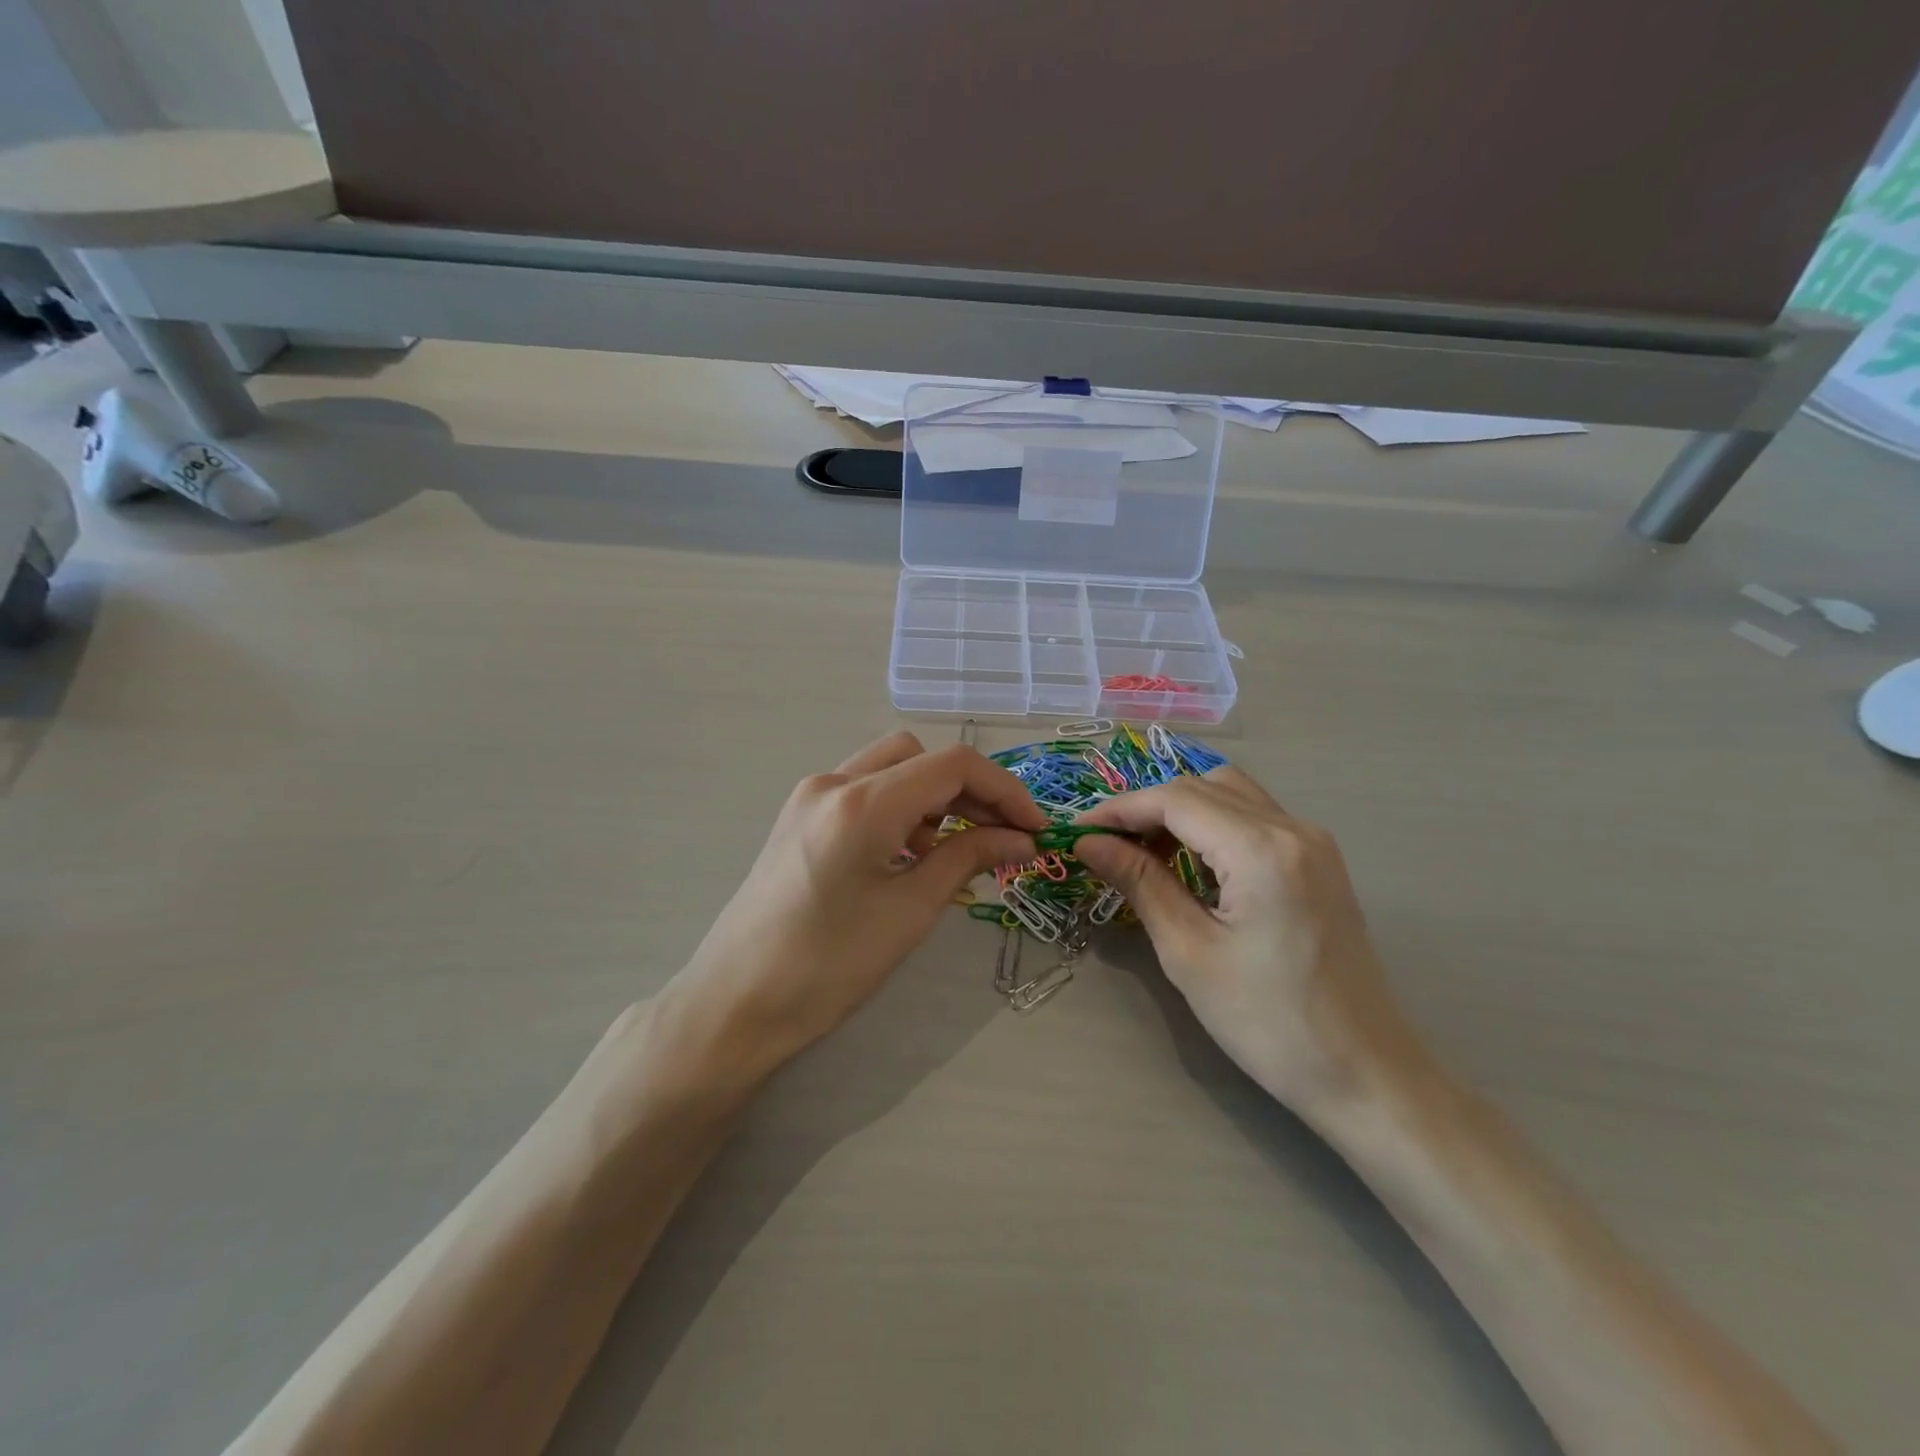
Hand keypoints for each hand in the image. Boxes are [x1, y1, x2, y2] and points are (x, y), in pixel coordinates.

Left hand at [662, 732, 1047, 1077]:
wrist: (736, 1003)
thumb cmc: (827, 966)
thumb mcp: (910, 912)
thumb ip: (968, 859)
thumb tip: (1020, 838)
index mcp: (862, 802)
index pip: (953, 765)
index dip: (1005, 790)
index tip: (1033, 827)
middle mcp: (833, 781)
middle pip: (920, 755)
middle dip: (967, 789)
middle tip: (998, 836)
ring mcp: (810, 796)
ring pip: (890, 767)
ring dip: (932, 797)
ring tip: (950, 851)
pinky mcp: (799, 816)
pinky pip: (863, 790)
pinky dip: (898, 808)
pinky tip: (906, 854)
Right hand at [1071, 768, 1411, 1119]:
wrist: (1366, 1076)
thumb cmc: (1269, 1023)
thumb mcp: (1188, 952)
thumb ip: (1139, 882)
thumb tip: (1088, 843)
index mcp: (1262, 849)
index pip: (1175, 800)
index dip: (1120, 809)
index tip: (1077, 832)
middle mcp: (1293, 828)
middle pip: (1203, 788)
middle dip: (1146, 808)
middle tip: (1105, 846)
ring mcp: (1313, 842)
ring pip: (1231, 795)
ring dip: (1180, 812)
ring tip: (1141, 852)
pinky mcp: (1319, 862)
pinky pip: (1255, 818)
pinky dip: (1212, 825)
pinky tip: (1189, 862)